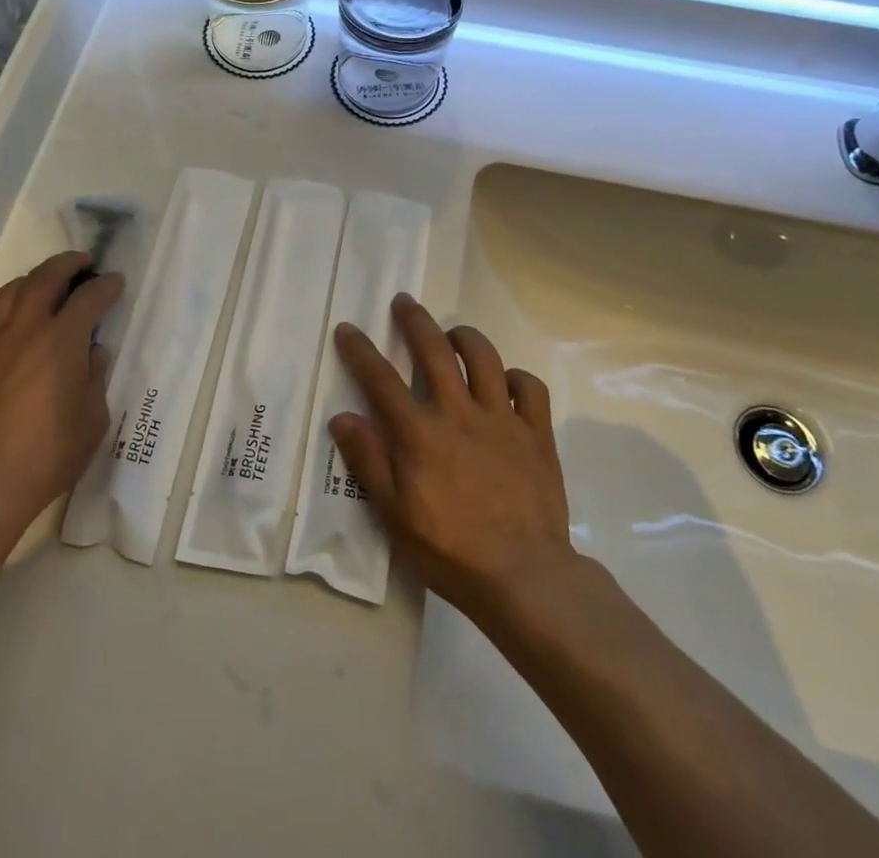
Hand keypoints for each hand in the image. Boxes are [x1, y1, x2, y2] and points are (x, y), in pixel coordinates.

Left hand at [0, 251, 122, 540]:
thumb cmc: (47, 455)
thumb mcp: (92, 420)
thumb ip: (95, 377)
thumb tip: (92, 352)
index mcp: (61, 340)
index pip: (89, 297)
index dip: (107, 286)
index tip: (116, 282)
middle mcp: (26, 329)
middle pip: (46, 277)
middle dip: (68, 264)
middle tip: (84, 263)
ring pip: (13, 290)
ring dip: (35, 278)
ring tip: (49, 283)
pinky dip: (12, 305)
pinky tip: (20, 320)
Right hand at [329, 294, 575, 627]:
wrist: (525, 576)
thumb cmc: (450, 551)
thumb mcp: (394, 515)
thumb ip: (369, 462)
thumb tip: (343, 417)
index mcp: (420, 433)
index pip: (381, 380)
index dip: (360, 350)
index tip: (347, 328)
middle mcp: (459, 413)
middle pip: (434, 351)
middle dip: (414, 321)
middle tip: (404, 301)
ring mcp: (502, 419)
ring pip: (484, 357)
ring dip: (464, 337)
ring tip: (452, 333)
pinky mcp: (536, 434)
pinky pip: (530, 388)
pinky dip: (517, 376)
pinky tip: (506, 381)